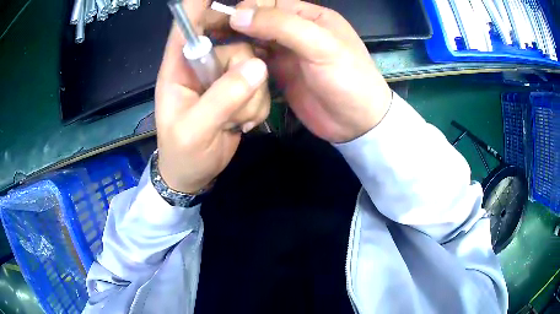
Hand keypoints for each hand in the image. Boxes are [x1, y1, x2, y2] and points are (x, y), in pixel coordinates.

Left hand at [155, 0, 269, 193]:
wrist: (194, 174)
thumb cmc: (183, 153)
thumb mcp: (196, 130)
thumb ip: (222, 98)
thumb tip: (257, 67)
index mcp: (177, 69)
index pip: (185, 28)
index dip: (197, 7)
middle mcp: (200, 65)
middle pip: (231, 41)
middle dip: (241, 67)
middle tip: (239, 94)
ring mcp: (221, 77)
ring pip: (251, 65)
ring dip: (250, 95)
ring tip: (235, 120)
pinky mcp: (237, 89)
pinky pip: (259, 84)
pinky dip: (257, 104)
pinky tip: (243, 121)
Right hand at [229, 1, 391, 142]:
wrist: (357, 123)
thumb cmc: (348, 79)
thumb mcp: (321, 45)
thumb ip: (282, 26)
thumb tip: (238, 15)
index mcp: (311, 16)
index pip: (271, 3)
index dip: (248, 8)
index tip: (226, 21)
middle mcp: (296, 31)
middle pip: (260, 21)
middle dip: (236, 26)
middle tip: (209, 36)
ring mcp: (287, 53)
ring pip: (254, 41)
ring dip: (236, 45)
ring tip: (213, 51)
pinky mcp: (280, 74)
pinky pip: (256, 62)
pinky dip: (242, 63)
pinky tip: (227, 66)